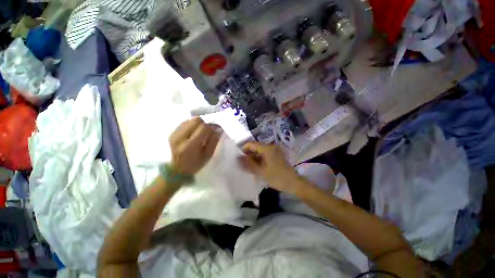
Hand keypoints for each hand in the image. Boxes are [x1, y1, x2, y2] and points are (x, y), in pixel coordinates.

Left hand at [169, 118, 221, 174]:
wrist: (177, 169)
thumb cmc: (195, 164)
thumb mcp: (208, 155)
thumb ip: (214, 141)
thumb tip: (219, 129)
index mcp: (190, 146)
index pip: (203, 127)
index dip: (212, 126)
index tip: (217, 129)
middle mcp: (180, 137)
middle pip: (196, 120)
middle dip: (205, 123)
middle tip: (209, 130)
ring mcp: (174, 134)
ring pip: (190, 120)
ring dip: (199, 124)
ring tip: (201, 131)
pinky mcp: (172, 132)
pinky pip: (185, 122)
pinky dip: (192, 125)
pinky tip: (194, 132)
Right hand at [239, 142, 299, 192]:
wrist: (293, 183)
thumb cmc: (277, 177)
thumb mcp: (261, 171)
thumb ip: (248, 164)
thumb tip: (238, 158)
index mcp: (267, 148)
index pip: (251, 144)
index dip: (243, 149)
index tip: (238, 158)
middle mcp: (270, 146)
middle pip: (255, 147)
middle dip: (248, 154)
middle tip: (242, 163)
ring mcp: (274, 150)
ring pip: (259, 151)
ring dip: (253, 157)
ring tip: (248, 166)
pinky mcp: (276, 155)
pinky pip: (264, 154)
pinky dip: (259, 159)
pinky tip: (256, 166)